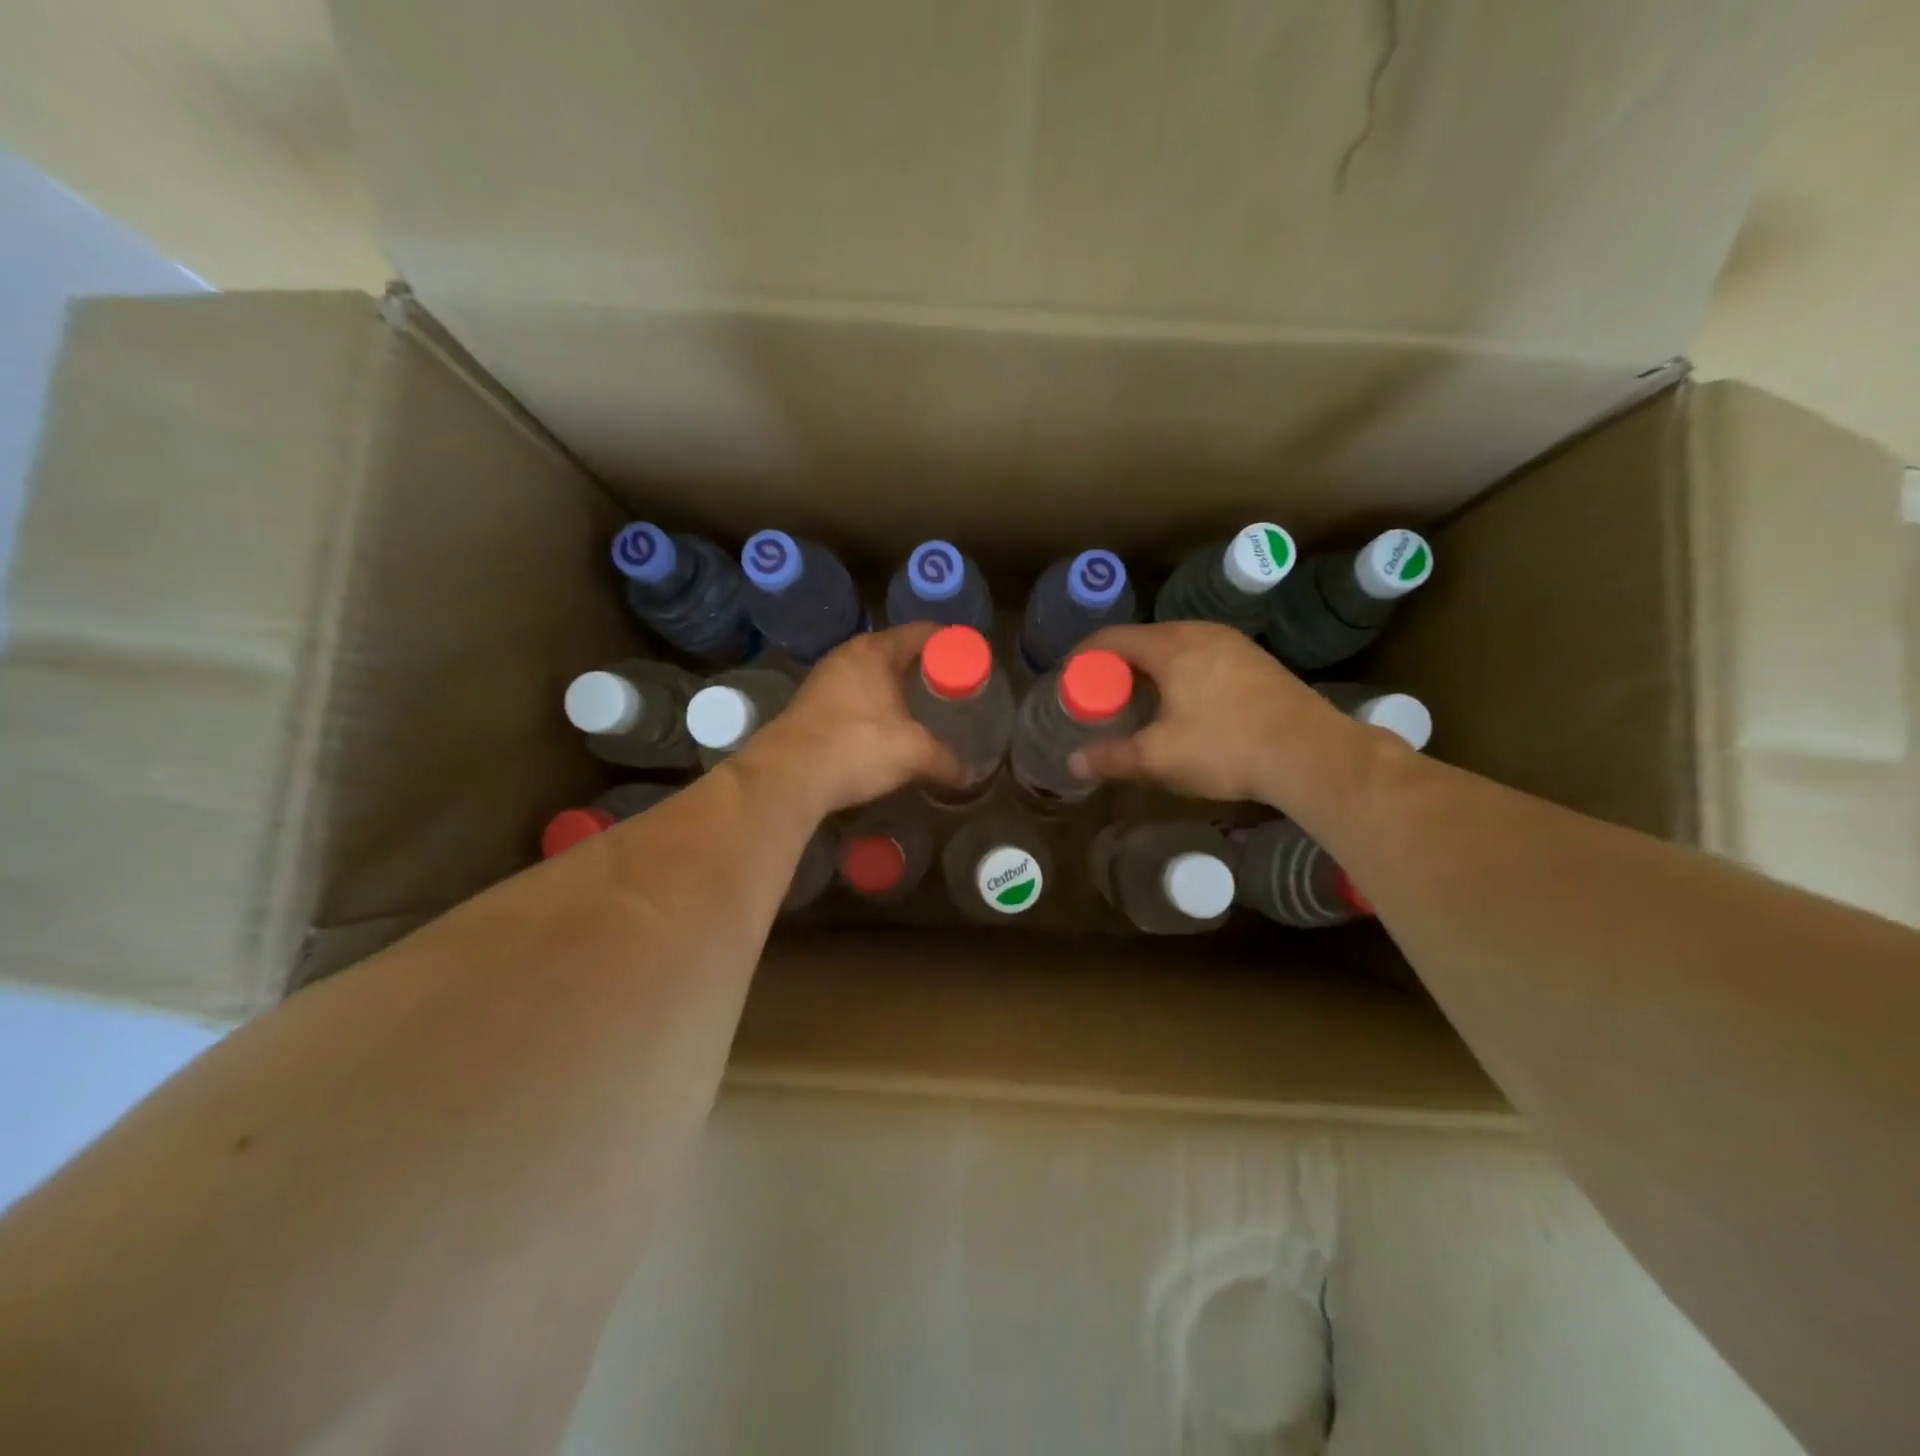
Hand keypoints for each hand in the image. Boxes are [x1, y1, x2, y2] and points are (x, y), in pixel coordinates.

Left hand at [735, 624, 966, 816]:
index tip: (972, 658)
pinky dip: (874, 707)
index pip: (922, 633)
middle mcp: (847, 657)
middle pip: (896, 652)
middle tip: (952, 687)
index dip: (951, 643)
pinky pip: (854, 697)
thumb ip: (947, 761)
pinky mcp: (810, 707)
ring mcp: (824, 681)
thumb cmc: (857, 747)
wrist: (788, 776)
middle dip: (924, 668)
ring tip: (923, 709)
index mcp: (875, 651)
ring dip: (896, 689)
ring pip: (872, 676)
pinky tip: (886, 729)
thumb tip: (972, 776)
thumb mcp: (914, 753)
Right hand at [1068, 621, 1355, 804]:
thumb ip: (1111, 758)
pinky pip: (1202, 658)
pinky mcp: (1256, 662)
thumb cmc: (1226, 747)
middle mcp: (1201, 633)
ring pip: (1176, 648)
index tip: (1067, 678)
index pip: (1112, 638)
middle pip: (1143, 640)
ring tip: (1136, 701)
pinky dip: (1179, 674)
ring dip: (1149, 670)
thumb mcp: (1159, 757)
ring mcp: (1234, 645)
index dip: (1083, 656)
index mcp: (1172, 645)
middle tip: (1099, 696)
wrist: (1311, 754)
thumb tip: (1072, 764)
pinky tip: (1182, 704)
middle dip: (1115, 666)